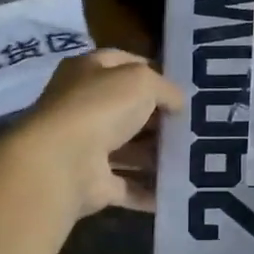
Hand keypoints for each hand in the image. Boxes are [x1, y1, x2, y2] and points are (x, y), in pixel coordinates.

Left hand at [7, 49, 184, 218]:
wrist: (61, 163)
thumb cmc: (100, 108)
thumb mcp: (141, 81)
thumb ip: (164, 88)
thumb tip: (178, 102)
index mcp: (87, 72)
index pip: (122, 63)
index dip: (152, 71)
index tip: (181, 86)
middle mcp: (82, 107)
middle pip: (127, 109)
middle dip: (158, 118)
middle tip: (192, 126)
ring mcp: (85, 147)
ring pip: (128, 150)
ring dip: (156, 156)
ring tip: (193, 159)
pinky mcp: (91, 183)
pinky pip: (127, 186)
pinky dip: (148, 191)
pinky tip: (177, 190)